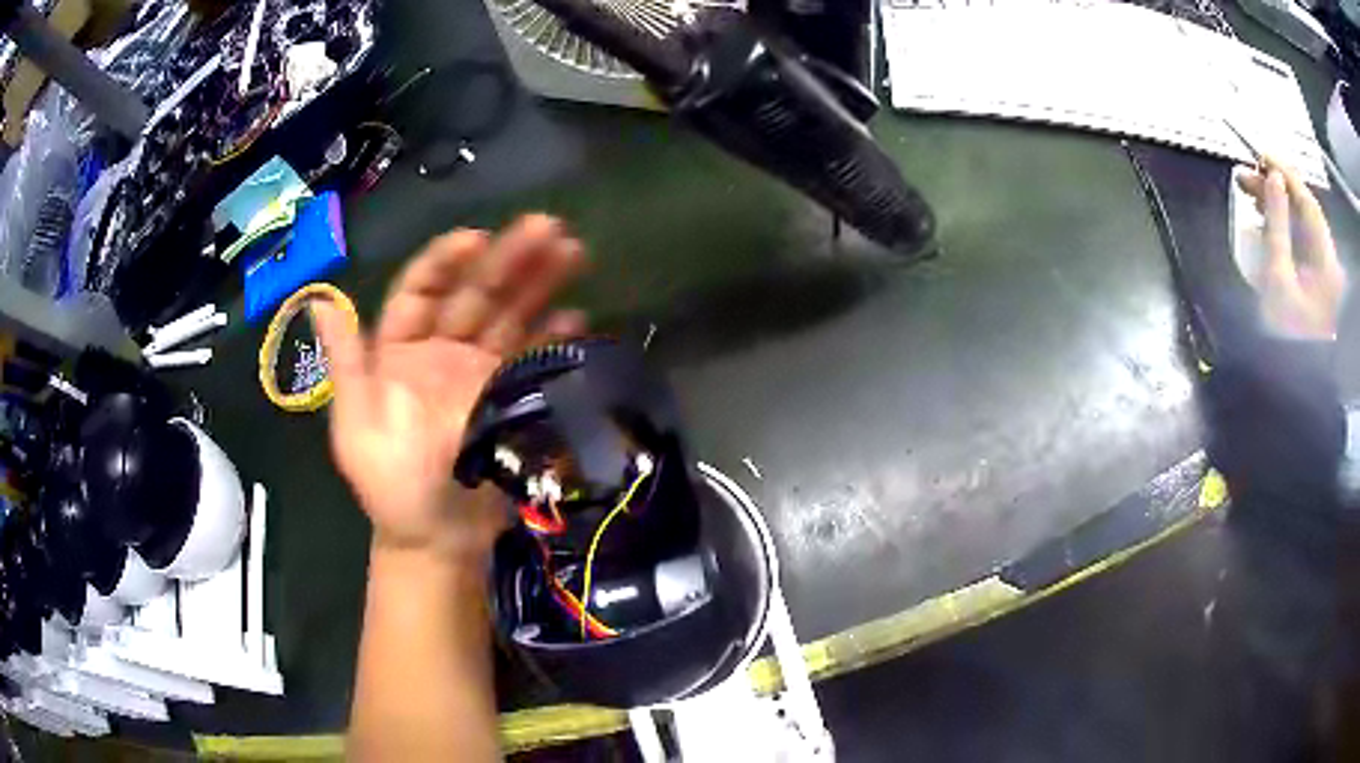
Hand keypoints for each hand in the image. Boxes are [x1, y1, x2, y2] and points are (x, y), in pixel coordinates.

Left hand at [311, 215, 585, 559]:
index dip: (446, 261)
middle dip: (509, 260)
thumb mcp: (357, 425)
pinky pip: (532, 358)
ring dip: (539, 284)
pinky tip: (576, 316)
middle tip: (550, 228)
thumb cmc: (391, 485)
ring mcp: (478, 374)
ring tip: (574, 252)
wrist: (438, 540)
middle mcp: (441, 352)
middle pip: (475, 296)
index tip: (478, 238)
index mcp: (399, 353)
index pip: (420, 292)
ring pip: (509, 318)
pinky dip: (553, 337)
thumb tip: (319, 300)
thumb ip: (346, 364)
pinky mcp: (510, 398)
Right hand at [1236, 158, 1346, 339]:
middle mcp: (1327, 263)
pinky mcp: (1314, 286)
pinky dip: (1281, 230)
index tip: (1260, 153)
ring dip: (1277, 208)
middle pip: (1304, 213)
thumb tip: (1271, 178)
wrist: (1298, 390)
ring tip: (1250, 196)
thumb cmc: (1289, 341)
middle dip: (1277, 190)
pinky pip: (1298, 246)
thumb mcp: (1279, 282)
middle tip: (1246, 175)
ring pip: (1300, 228)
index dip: (1285, 174)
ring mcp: (1322, 276)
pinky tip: (1263, 227)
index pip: (1307, 203)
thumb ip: (1277, 226)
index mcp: (1325, 262)